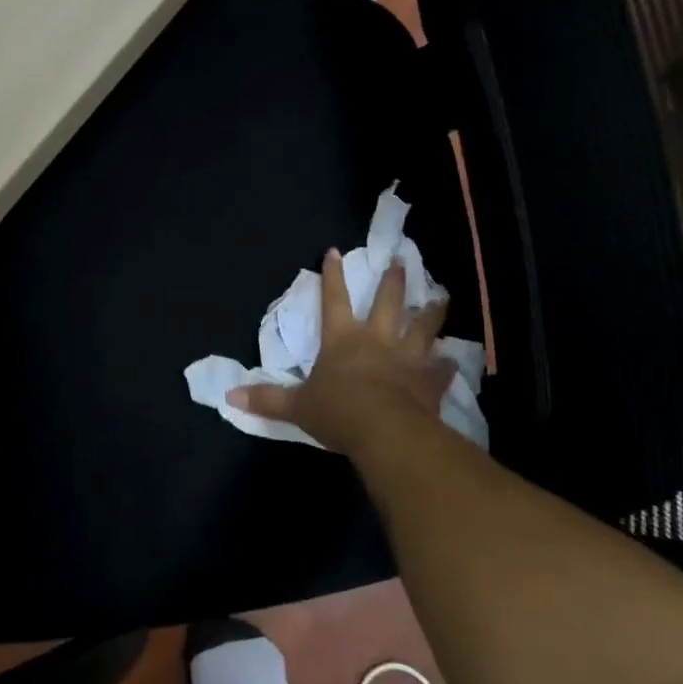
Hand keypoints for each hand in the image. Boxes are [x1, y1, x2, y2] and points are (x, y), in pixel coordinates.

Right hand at [228, 249, 454, 455]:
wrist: (386, 432)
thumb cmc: (338, 412)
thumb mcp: (297, 407)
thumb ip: (267, 399)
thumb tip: (229, 397)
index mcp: (342, 340)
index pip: (334, 299)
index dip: (332, 276)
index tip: (335, 251)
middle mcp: (377, 340)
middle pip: (387, 302)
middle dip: (393, 280)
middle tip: (401, 260)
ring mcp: (407, 358)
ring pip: (423, 327)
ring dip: (433, 311)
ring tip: (443, 296)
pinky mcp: (429, 381)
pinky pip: (441, 369)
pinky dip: (447, 365)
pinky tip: (453, 361)